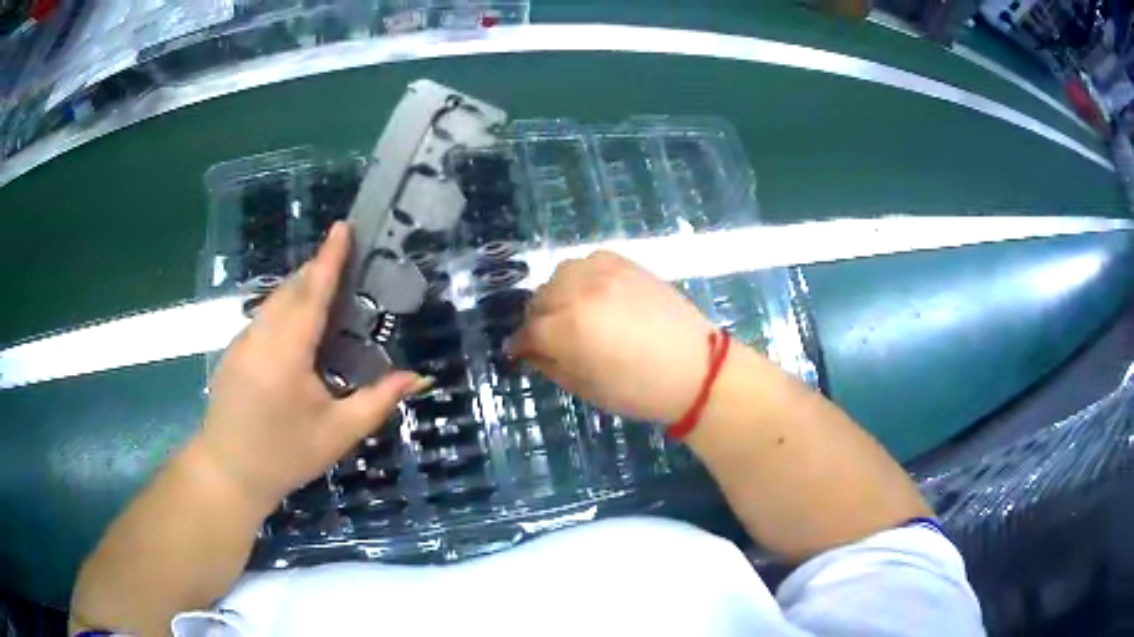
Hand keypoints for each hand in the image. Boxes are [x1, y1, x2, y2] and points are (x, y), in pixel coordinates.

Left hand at [199, 223, 425, 507]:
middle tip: (348, 257)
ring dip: (301, 286)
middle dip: (318, 268)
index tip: (343, 227)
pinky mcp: (233, 351)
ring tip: (328, 285)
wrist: (228, 472)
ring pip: (274, 301)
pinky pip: (264, 316)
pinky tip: (299, 323)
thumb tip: (417, 377)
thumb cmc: (285, 455)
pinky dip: (286, 306)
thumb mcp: (338, 433)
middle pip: (291, 289)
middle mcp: (260, 337)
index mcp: (286, 353)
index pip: (311, 293)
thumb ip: (378, 401)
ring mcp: (242, 342)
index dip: (329, 259)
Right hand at [511, 251, 716, 424]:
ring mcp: (604, 272)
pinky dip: (582, 276)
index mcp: (567, 329)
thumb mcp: (585, 387)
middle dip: (539, 321)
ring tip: (572, 313)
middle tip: (550, 339)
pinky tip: (593, 294)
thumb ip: (549, 364)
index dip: (519, 345)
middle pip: (539, 299)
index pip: (527, 331)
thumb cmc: (638, 390)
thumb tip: (530, 351)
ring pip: (559, 275)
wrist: (696, 369)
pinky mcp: (625, 263)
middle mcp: (579, 292)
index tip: (519, 353)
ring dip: (558, 294)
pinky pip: (588, 261)